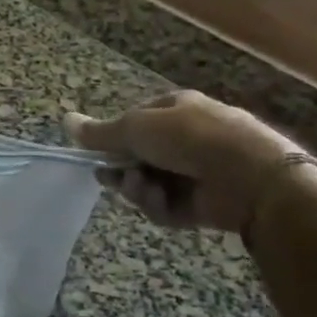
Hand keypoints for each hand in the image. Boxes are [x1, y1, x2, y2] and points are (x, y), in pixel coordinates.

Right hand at [64, 91, 306, 232]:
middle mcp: (185, 139)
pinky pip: (167, 206)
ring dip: (139, 189)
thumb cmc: (190, 138)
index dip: (113, 140)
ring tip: (144, 190)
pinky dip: (160, 206)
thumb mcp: (136, 127)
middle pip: (137, 158)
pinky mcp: (203, 204)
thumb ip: (100, 132)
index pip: (133, 123)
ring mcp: (195, 172)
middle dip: (122, 170)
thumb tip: (65, 120)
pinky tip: (163, 203)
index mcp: (175, 110)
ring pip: (148, 184)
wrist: (251, 177)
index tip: (97, 154)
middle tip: (111, 178)